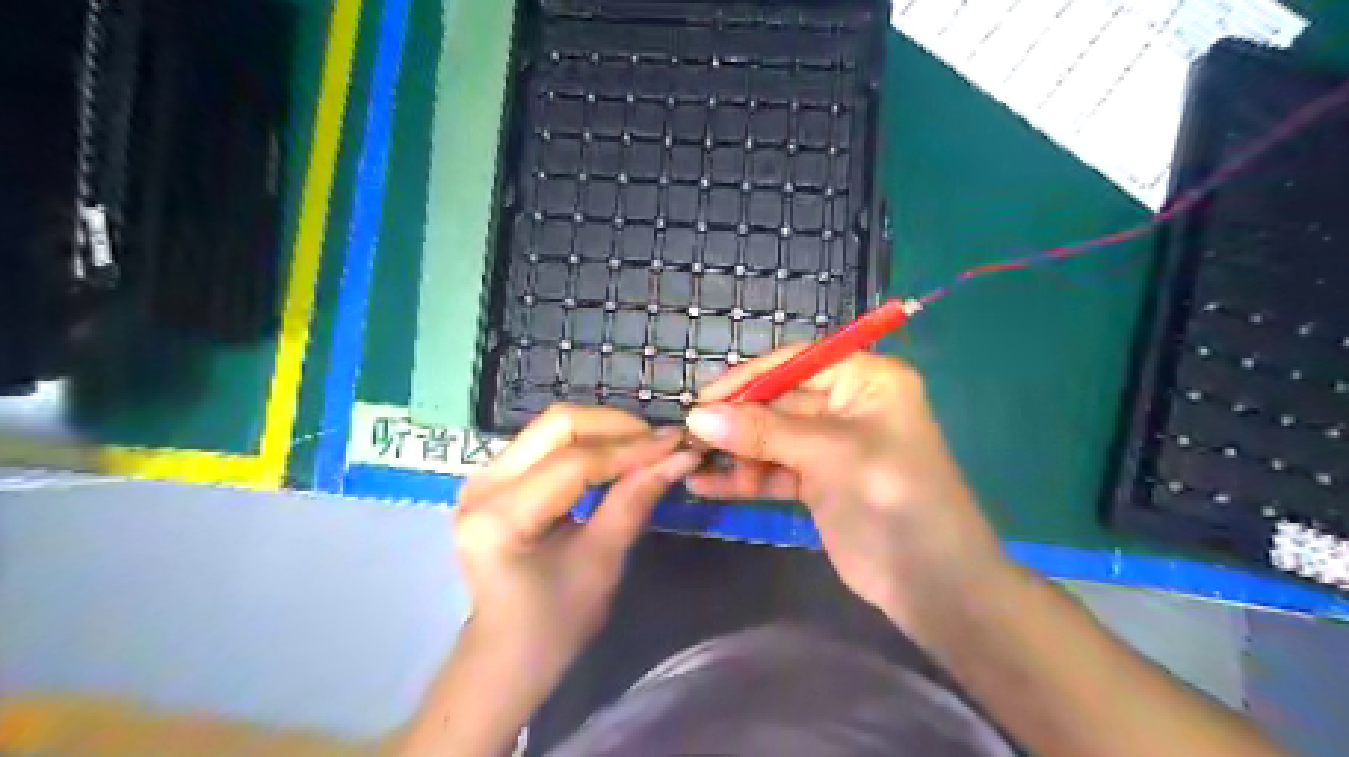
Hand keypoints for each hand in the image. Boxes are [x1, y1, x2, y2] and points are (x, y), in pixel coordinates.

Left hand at [456, 405, 701, 675]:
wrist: (507, 653)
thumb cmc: (554, 623)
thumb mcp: (601, 563)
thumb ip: (634, 502)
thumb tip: (680, 457)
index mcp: (499, 518)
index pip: (574, 462)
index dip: (631, 449)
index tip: (678, 444)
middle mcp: (482, 485)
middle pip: (557, 426)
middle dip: (617, 427)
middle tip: (661, 442)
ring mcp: (485, 476)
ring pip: (554, 426)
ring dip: (605, 430)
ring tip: (647, 446)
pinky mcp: (496, 476)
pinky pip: (548, 441)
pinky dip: (590, 441)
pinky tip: (619, 454)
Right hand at [687, 350, 1012, 644]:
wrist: (935, 585)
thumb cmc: (893, 500)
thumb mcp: (830, 456)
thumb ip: (764, 432)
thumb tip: (698, 415)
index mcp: (865, 380)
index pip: (796, 363)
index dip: (749, 378)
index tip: (703, 399)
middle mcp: (847, 405)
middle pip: (779, 401)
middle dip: (736, 421)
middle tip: (690, 438)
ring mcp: (831, 446)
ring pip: (772, 437)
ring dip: (735, 452)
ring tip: (692, 466)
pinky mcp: (819, 481)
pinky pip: (774, 470)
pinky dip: (745, 478)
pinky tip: (708, 487)